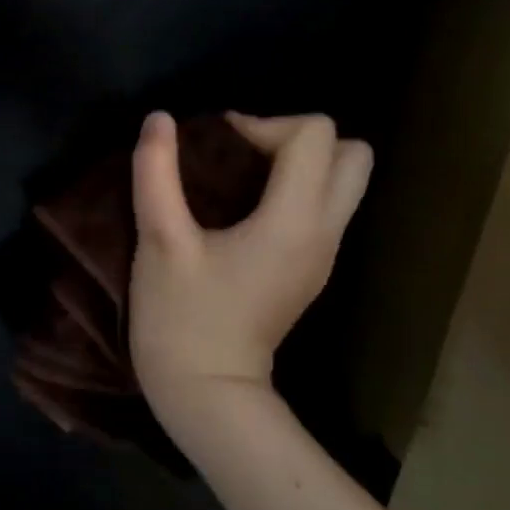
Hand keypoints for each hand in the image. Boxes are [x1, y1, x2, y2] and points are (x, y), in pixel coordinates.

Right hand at [128, 112, 371, 413]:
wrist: (206, 391)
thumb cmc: (181, 316)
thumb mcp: (160, 241)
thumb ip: (156, 173)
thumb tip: (159, 118)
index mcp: (294, 220)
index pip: (314, 134)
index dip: (263, 124)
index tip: (216, 146)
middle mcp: (324, 232)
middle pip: (352, 153)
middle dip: (299, 139)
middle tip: (244, 155)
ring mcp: (323, 254)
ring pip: (343, 182)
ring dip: (299, 165)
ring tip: (240, 179)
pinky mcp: (310, 270)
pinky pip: (323, 208)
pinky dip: (295, 191)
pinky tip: (243, 210)